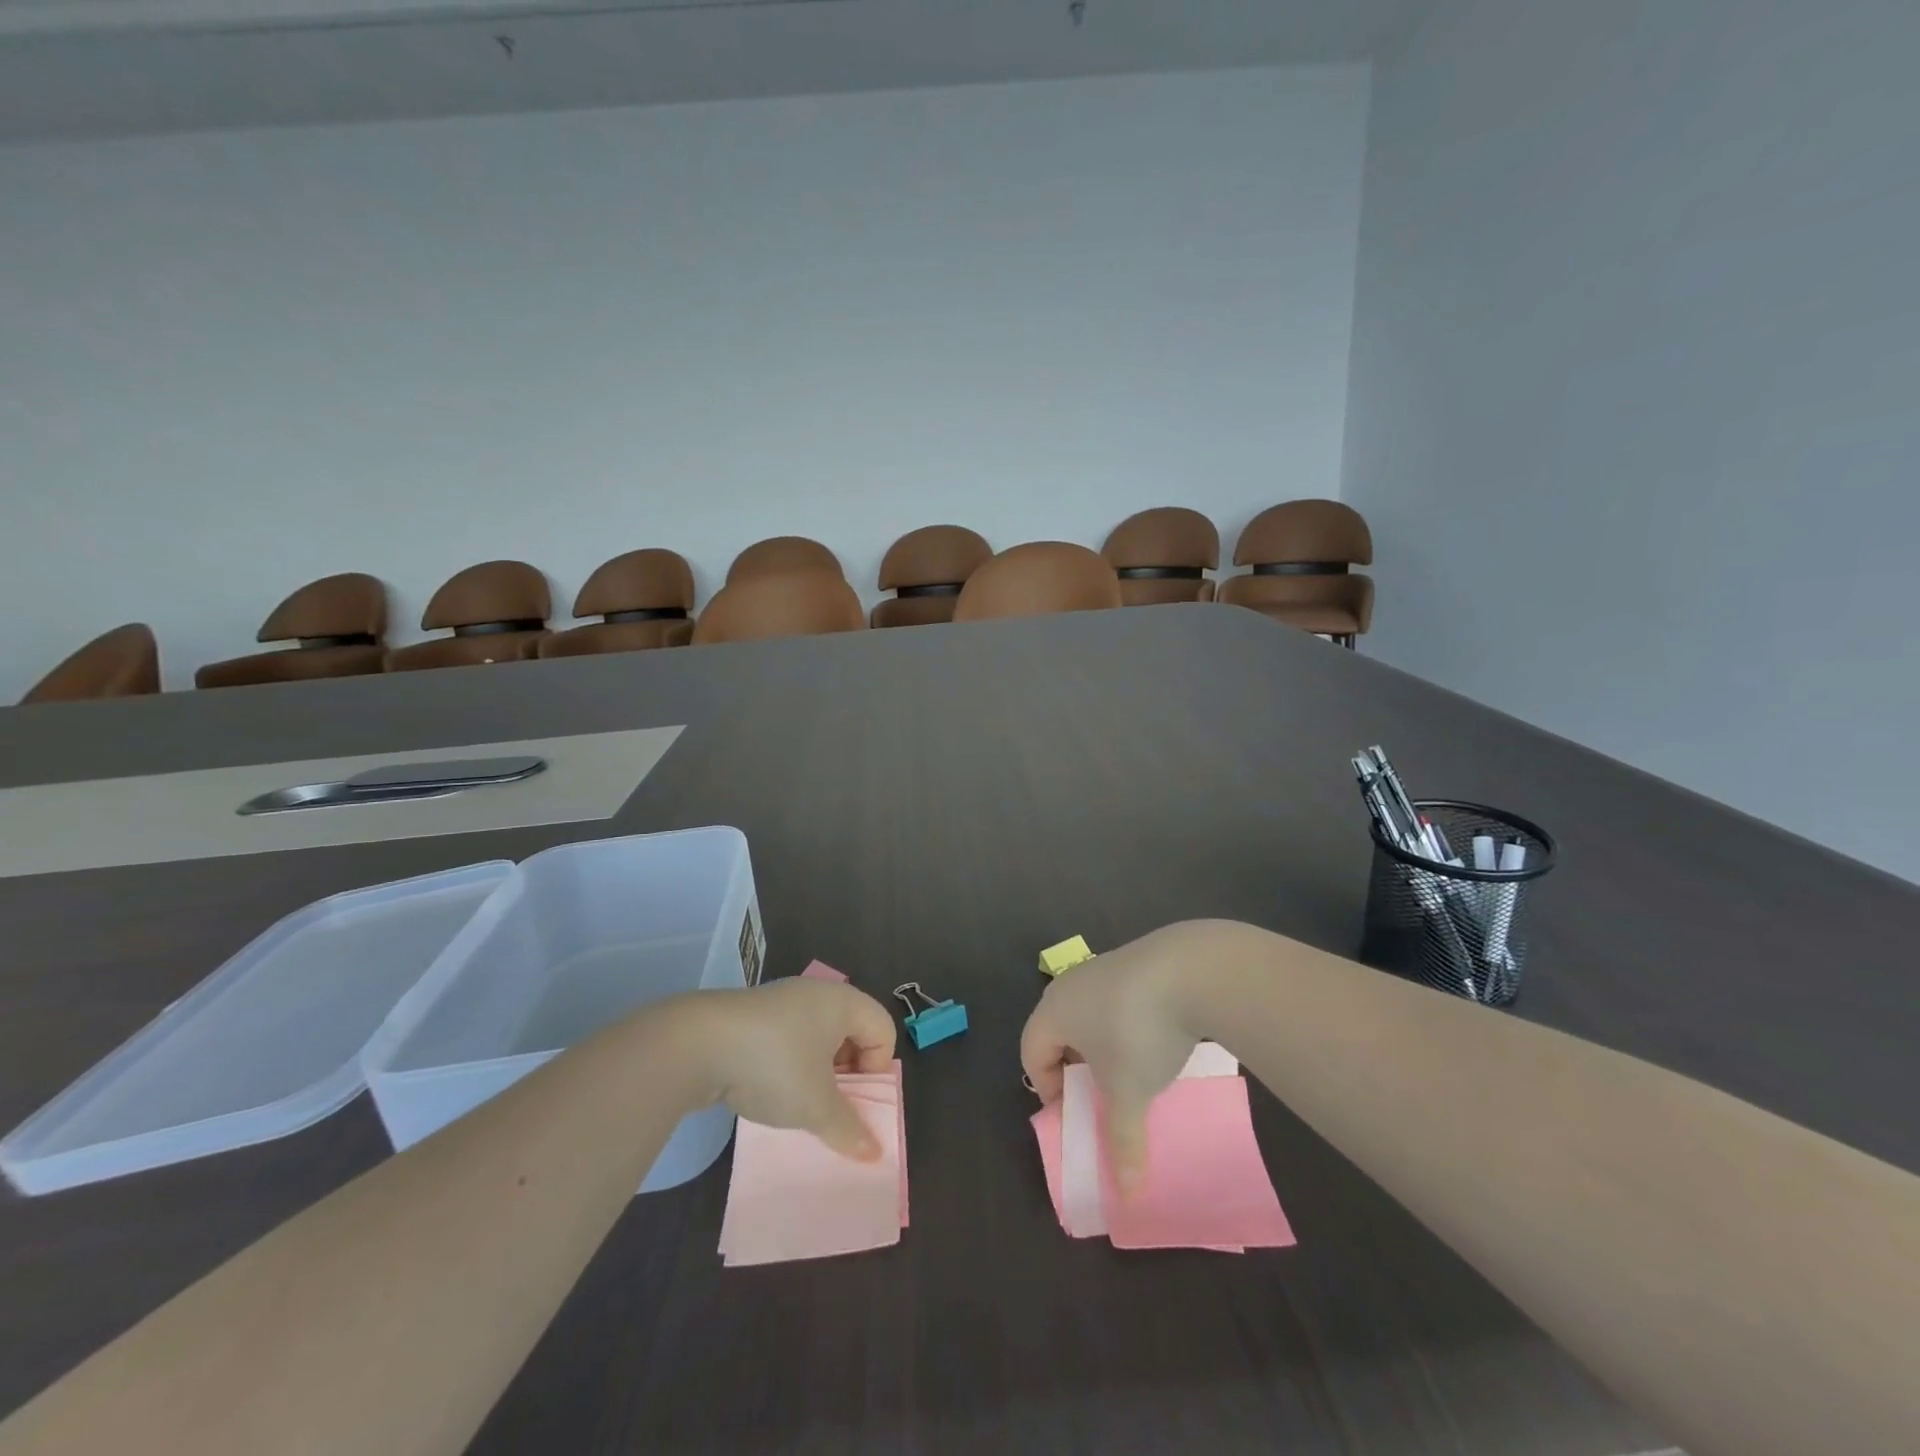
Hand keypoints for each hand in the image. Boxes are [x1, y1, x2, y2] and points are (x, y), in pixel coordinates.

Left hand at [683, 979, 897, 1161]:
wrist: (699, 1043)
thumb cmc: (774, 1065)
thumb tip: (873, 1153)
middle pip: (852, 1032)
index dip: (878, 1067)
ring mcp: (783, 1000)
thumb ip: (848, 1128)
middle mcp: (818, 994)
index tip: (854, 1096)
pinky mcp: (754, 1014)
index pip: (883, 1029)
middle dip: (848, 1073)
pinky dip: (789, 1064)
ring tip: (799, 1101)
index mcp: (843, 1002)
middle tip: (831, 1104)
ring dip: (817, 1072)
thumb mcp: (816, 1105)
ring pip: (818, 1038)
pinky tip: (768, 1088)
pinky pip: (788, 1038)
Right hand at [1019, 923, 1209, 1191]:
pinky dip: (1127, 1023)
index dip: (1049, 1090)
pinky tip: (1157, 1038)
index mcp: (1053, 1011)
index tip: (1078, 1114)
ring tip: (1133, 1071)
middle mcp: (1069, 984)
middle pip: (1058, 1032)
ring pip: (1090, 1014)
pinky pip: (1117, 1000)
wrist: (1189, 970)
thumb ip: (1123, 1141)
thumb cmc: (1138, 1032)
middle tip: (1102, 1097)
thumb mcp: (1129, 1092)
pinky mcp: (1135, 961)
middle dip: (1076, 1069)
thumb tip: (1127, 1195)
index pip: (1031, 1053)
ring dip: (1104, 1046)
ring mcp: (1103, 967)